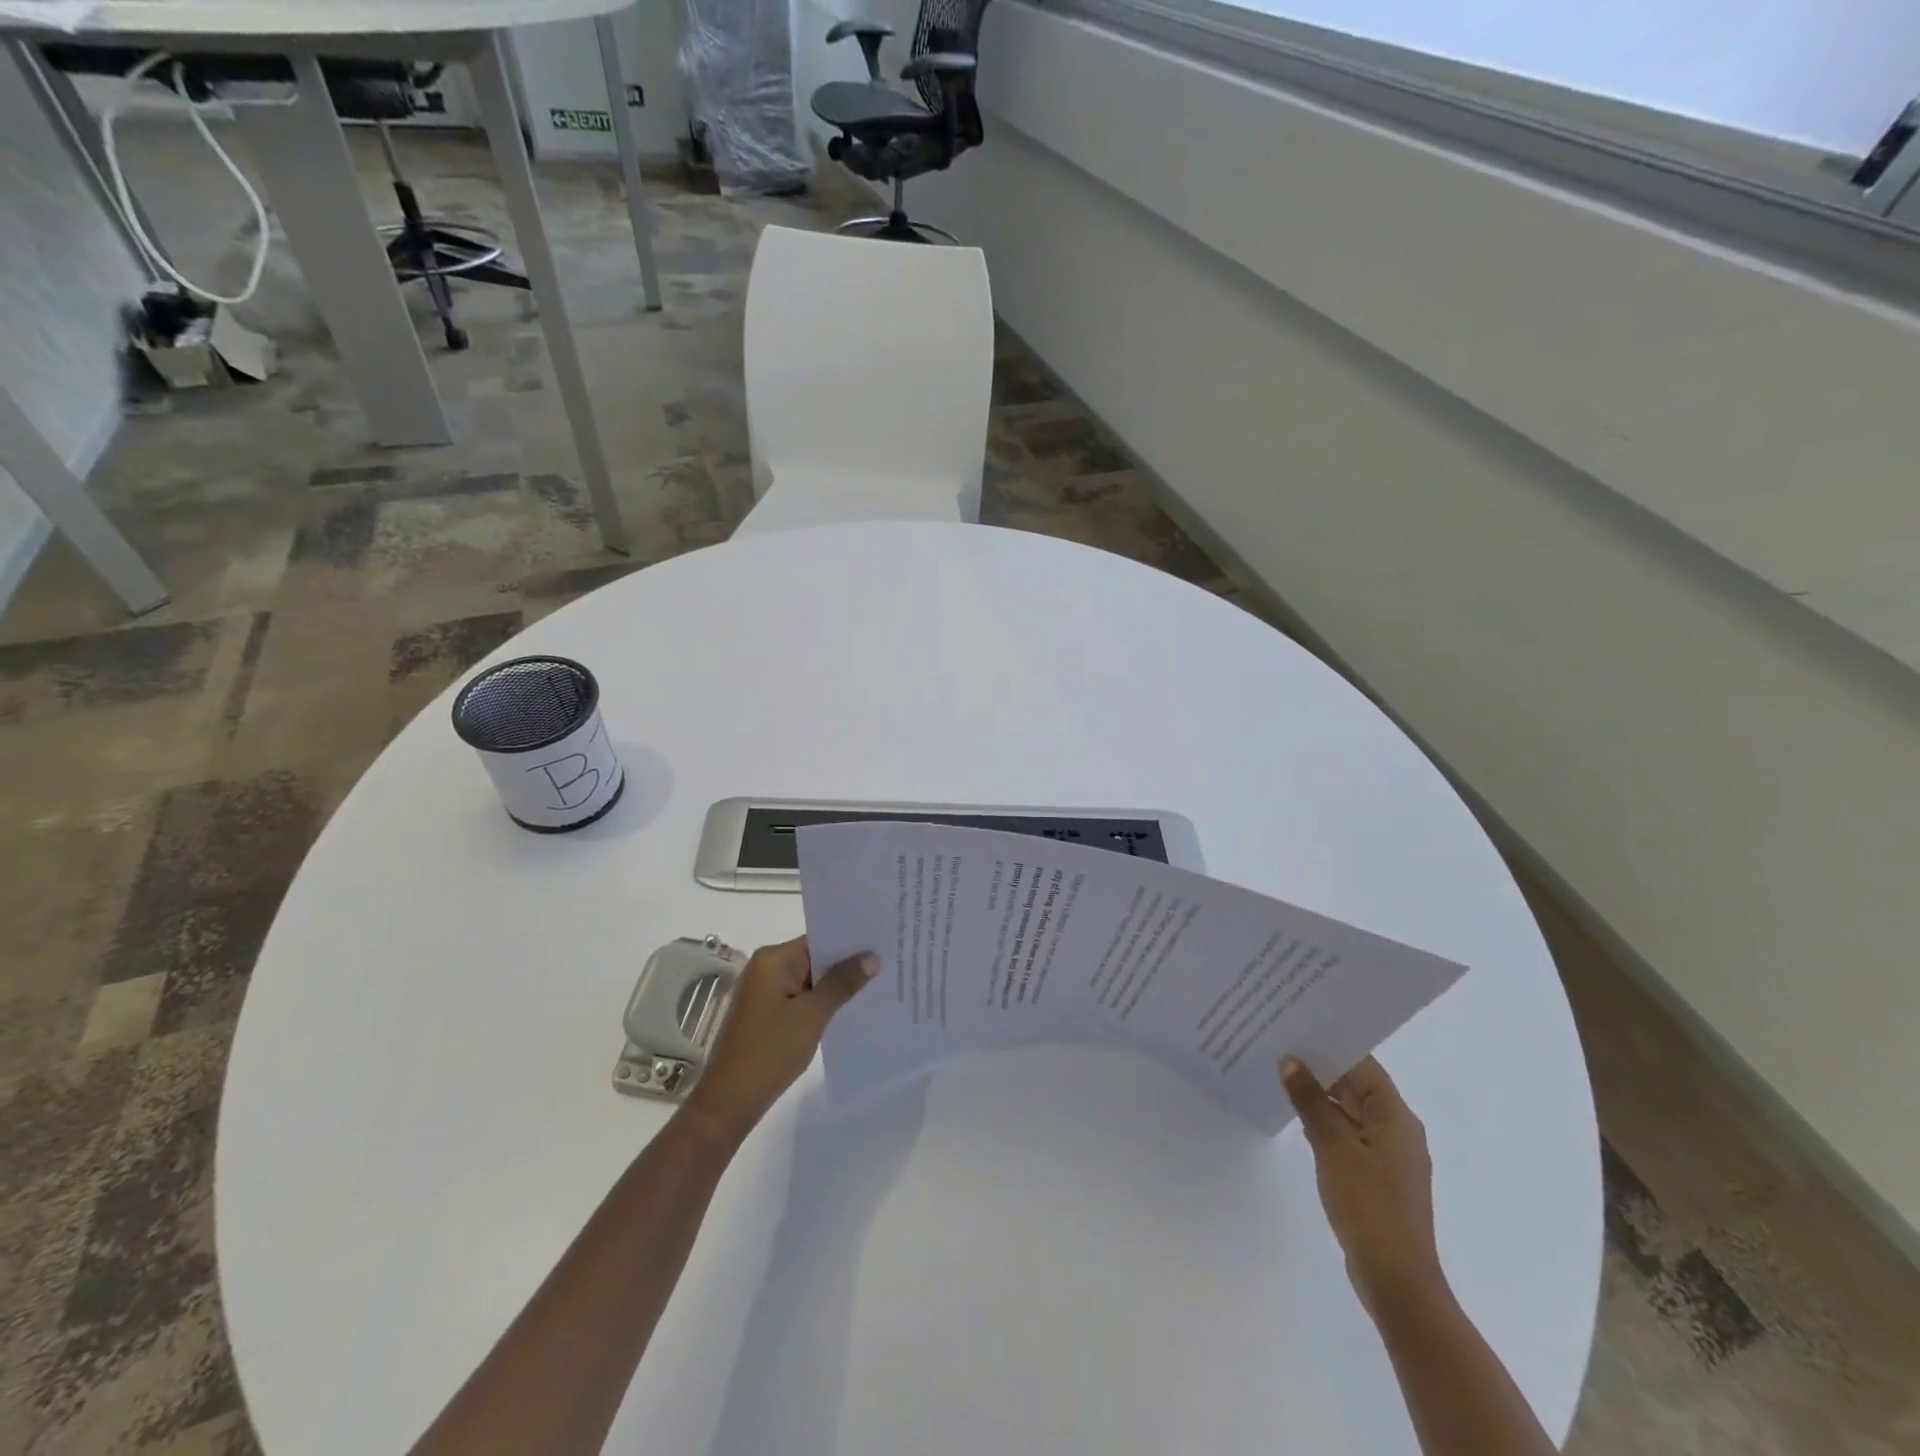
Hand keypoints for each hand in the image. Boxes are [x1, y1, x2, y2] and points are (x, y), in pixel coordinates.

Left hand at [682, 937, 876, 1143]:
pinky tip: (849, 1008)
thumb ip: (842, 982)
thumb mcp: (812, 1014)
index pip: (818, 939)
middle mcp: (766, 969)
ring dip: (835, 985)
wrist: (730, 1101)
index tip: (882, 942)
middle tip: (888, 961)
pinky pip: (801, 998)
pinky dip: (822, 1002)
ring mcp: (765, 992)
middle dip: (846, 963)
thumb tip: (872, 957)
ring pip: (809, 980)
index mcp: (773, 959)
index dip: (850, 941)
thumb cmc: (770, 1050)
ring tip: (878, 983)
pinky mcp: (767, 1014)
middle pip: (814, 958)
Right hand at [1281, 1055, 1445, 1317]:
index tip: (1296, 1028)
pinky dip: (1326, 1124)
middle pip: (1357, 1087)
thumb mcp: (1332, 1145)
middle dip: (1320, 1069)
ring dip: (1321, 1097)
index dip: (1331, 1045)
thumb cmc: (1368, 1204)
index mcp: (1396, 1116)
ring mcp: (1389, 1157)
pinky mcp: (1378, 1179)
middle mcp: (1398, 1130)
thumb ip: (1311, 1100)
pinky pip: (1350, 1136)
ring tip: (1280, 1077)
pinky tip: (1298, 1121)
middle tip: (1279, 1047)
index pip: (1363, 1065)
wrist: (1396, 1279)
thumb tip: (1291, 1061)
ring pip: (1351, 1112)